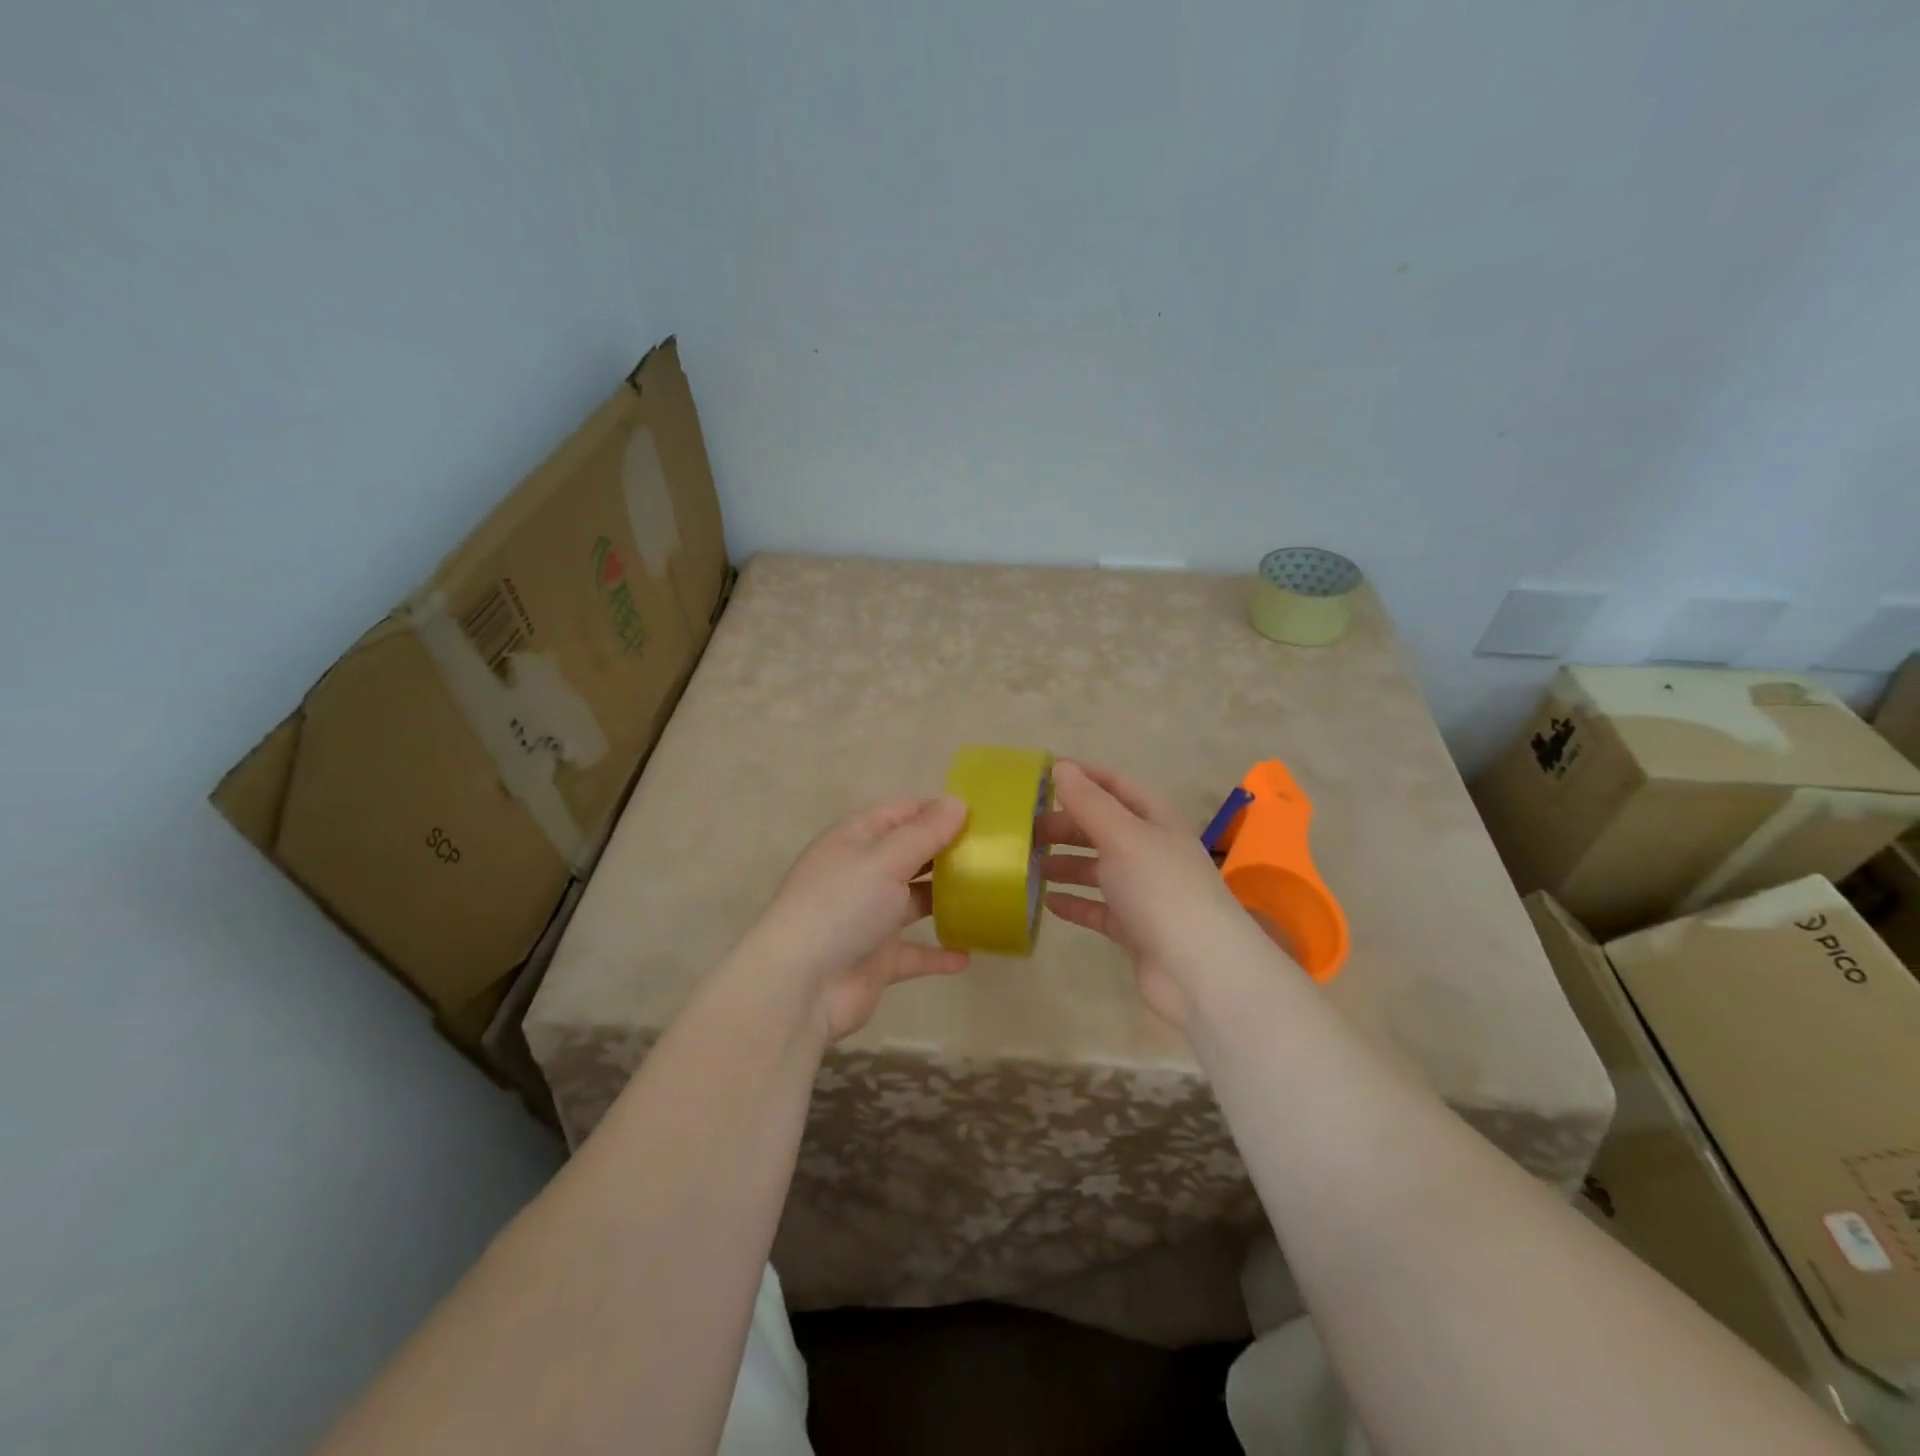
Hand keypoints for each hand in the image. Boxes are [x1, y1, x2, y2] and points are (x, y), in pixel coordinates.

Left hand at [739, 796, 971, 1041]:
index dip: (936, 810)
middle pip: (910, 855)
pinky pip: (915, 952)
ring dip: (946, 900)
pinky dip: (939, 953)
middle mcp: (861, 874)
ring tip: (990, 895)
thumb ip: (924, 834)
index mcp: (855, 840)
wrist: (801, 986)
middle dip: (947, 852)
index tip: (981, 815)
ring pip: (914, 902)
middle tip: (993, 853)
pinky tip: (968, 954)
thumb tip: (958, 802)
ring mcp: (869, 918)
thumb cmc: (841, 906)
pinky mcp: (877, 959)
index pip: (900, 813)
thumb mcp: (884, 859)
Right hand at [1042, 761, 1296, 1027]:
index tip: (1041, 776)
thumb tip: (1060, 766)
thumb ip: (1089, 802)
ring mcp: (1144, 892)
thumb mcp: (1123, 836)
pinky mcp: (1134, 929)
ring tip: (1027, 865)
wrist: (1200, 971)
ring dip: (1065, 864)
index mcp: (1156, 821)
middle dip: (1065, 825)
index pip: (1115, 786)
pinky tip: (1046, 902)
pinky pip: (1097, 909)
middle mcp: (1151, 852)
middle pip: (1102, 828)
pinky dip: (1074, 903)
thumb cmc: (1162, 890)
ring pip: (1097, 869)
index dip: (1082, 777)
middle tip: (1024, 830)